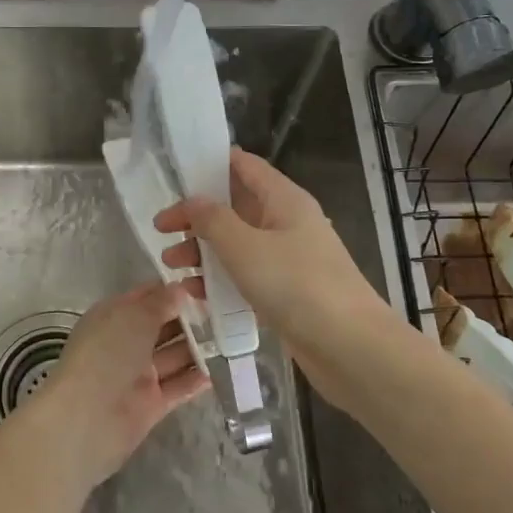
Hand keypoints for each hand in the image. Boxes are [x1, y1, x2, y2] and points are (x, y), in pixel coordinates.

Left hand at [18, 281, 209, 490]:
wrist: (86, 418)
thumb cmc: (107, 354)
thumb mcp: (133, 316)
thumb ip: (160, 302)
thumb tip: (180, 289)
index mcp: (114, 317)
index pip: (147, 297)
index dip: (174, 290)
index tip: (207, 283)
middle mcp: (126, 343)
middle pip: (163, 326)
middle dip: (191, 319)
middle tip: (229, 310)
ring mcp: (138, 375)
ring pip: (174, 356)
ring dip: (199, 348)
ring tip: (234, 337)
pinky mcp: (150, 404)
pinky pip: (178, 386)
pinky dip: (196, 379)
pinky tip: (222, 369)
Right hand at [154, 150, 387, 343]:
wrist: (350, 347)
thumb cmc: (296, 285)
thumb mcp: (244, 247)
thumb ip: (212, 220)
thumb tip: (192, 201)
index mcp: (284, 199)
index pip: (244, 166)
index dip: (209, 165)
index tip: (174, 176)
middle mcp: (288, 223)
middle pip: (236, 207)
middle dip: (198, 217)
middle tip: (162, 232)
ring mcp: (290, 259)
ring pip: (239, 244)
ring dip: (204, 251)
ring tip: (171, 267)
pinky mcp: (288, 292)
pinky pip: (247, 275)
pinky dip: (222, 279)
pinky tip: (196, 294)